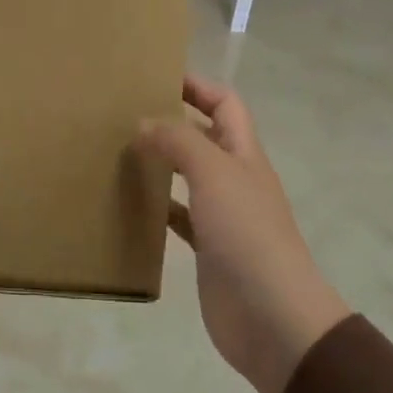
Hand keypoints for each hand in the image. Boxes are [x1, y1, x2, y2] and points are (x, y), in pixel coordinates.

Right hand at [138, 76, 350, 392]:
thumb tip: (144, 122)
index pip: (225, 104)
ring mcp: (222, 216)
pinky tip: (132, 204)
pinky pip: (179, 217)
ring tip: (120, 152)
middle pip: (205, 137)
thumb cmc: (247, 234)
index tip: (156, 76)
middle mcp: (235, 179)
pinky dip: (158, 206)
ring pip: (188, 177)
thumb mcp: (214, 174)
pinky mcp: (208, 249)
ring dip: (161, 163)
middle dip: (173, 121)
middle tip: (126, 113)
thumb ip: (179, 142)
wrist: (271, 316)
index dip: (197, 86)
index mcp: (244, 155)